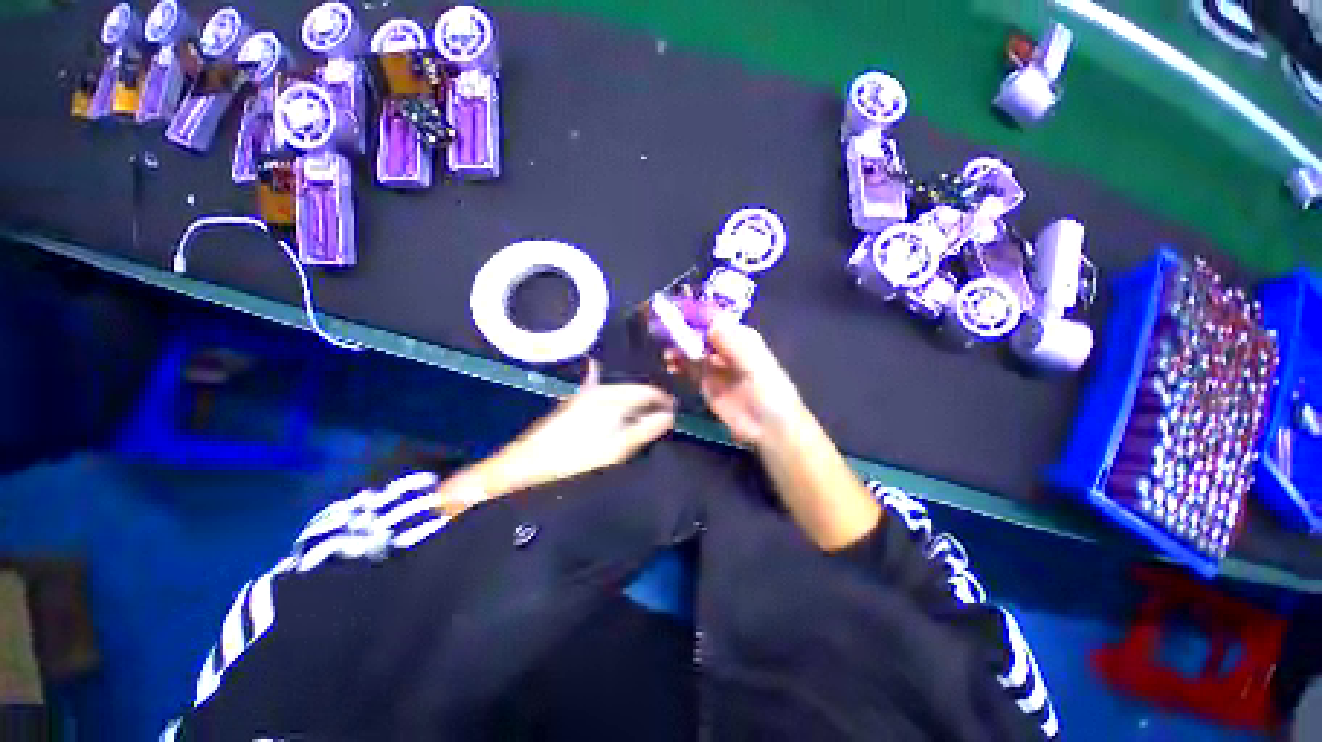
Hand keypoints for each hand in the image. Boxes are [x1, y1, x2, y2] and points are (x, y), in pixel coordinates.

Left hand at [471, 360, 676, 496]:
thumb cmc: (575, 459)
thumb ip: (645, 430)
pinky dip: (614, 399)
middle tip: (665, 414)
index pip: (646, 391)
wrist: (526, 466)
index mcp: (612, 398)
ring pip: (619, 392)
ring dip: (634, 401)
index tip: (676, 411)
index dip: (663, 400)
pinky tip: (614, 401)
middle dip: (650, 400)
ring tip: (647, 413)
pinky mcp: (574, 405)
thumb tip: (669, 415)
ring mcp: (584, 396)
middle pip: (633, 390)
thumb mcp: (616, 449)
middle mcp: (599, 390)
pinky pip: (602, 396)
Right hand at [664, 318, 805, 447]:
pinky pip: (689, 368)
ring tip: (667, 354)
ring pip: (692, 350)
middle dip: (683, 331)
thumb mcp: (755, 366)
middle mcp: (725, 347)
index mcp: (741, 337)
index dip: (697, 314)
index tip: (676, 310)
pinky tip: (670, 366)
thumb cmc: (770, 393)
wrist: (769, 429)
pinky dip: (678, 364)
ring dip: (678, 348)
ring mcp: (714, 365)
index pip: (716, 319)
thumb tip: (712, 322)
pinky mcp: (706, 383)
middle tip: (664, 332)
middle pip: (700, 333)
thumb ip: (735, 345)